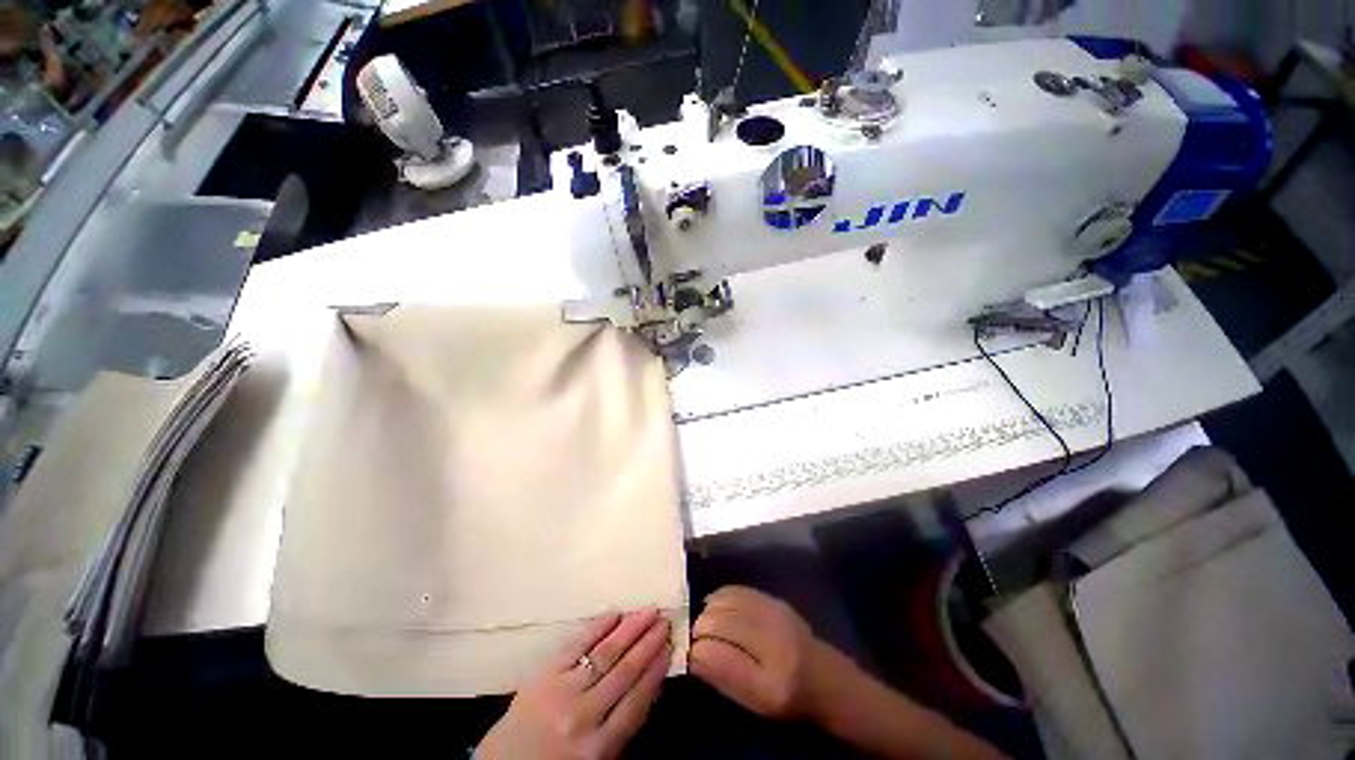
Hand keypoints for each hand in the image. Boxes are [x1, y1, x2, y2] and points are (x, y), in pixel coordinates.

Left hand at [475, 609, 671, 759]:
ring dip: (630, 630)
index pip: (637, 700)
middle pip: (625, 671)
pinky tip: (613, 614)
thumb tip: (649, 684)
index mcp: (599, 748)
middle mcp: (584, 716)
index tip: (670, 646)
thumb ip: (622, 727)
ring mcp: (562, 692)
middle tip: (665, 619)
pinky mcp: (542, 675)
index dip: (656, 670)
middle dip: (648, 643)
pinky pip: (575, 645)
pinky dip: (597, 627)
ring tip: (648, 611)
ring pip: (605, 654)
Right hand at [688, 586, 829, 719]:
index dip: (695, 653)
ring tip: (703, 625)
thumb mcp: (757, 703)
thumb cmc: (788, 700)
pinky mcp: (773, 599)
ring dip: (707, 612)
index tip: (687, 656)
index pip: (718, 657)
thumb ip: (724, 679)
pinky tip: (715, 608)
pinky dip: (719, 598)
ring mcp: (774, 614)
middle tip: (692, 640)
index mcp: (770, 682)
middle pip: (718, 623)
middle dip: (698, 630)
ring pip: (724, 603)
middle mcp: (773, 642)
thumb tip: (691, 655)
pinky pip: (736, 590)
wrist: (825, 677)